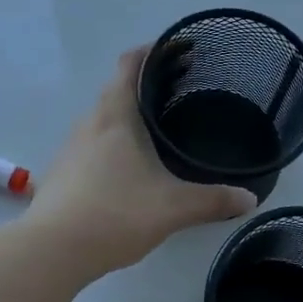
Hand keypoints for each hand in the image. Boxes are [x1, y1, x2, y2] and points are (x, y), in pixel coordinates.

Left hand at [27, 45, 257, 275]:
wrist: (52, 250)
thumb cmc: (115, 214)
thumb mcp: (173, 207)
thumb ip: (213, 200)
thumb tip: (250, 199)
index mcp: (115, 116)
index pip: (129, 64)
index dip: (151, 52)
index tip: (177, 51)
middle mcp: (89, 123)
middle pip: (116, 90)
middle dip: (145, 87)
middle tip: (180, 93)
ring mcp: (70, 148)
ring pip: (103, 119)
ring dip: (127, 117)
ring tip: (157, 131)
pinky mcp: (62, 173)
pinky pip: (92, 145)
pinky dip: (112, 143)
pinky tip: (129, 168)